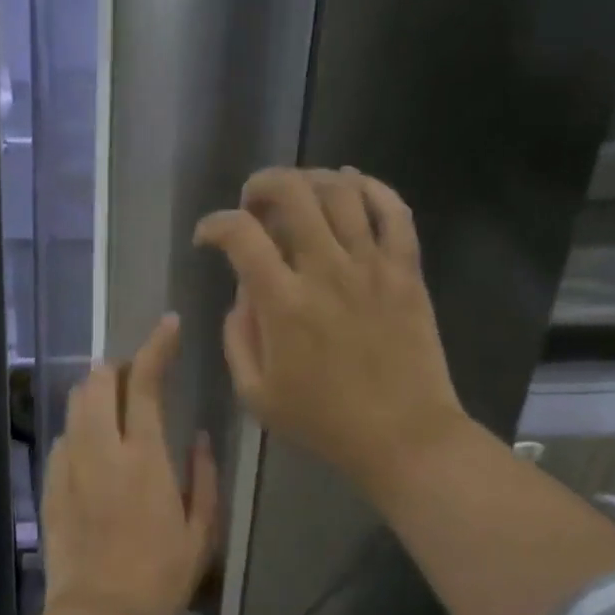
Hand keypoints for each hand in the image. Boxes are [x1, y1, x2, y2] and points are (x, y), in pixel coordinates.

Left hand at [41, 314, 219, 614]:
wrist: (100, 614)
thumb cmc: (161, 575)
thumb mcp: (201, 529)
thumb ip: (203, 475)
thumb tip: (198, 437)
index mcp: (144, 455)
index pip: (144, 382)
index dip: (156, 346)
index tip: (168, 325)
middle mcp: (101, 449)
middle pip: (96, 383)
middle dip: (115, 367)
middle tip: (133, 374)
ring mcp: (69, 466)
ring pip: (73, 407)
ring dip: (92, 392)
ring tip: (109, 400)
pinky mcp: (50, 487)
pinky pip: (62, 441)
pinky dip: (77, 430)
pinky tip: (89, 445)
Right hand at [193, 167, 466, 500]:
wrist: (403, 436)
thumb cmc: (322, 421)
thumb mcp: (255, 394)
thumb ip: (236, 337)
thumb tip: (242, 295)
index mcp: (283, 303)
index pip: (240, 234)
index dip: (214, 224)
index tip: (207, 238)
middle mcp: (326, 271)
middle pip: (292, 193)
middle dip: (262, 185)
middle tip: (253, 203)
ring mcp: (371, 266)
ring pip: (342, 191)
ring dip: (311, 178)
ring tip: (298, 192)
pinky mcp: (406, 271)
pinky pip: (394, 211)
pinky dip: (371, 187)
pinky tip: (351, 186)